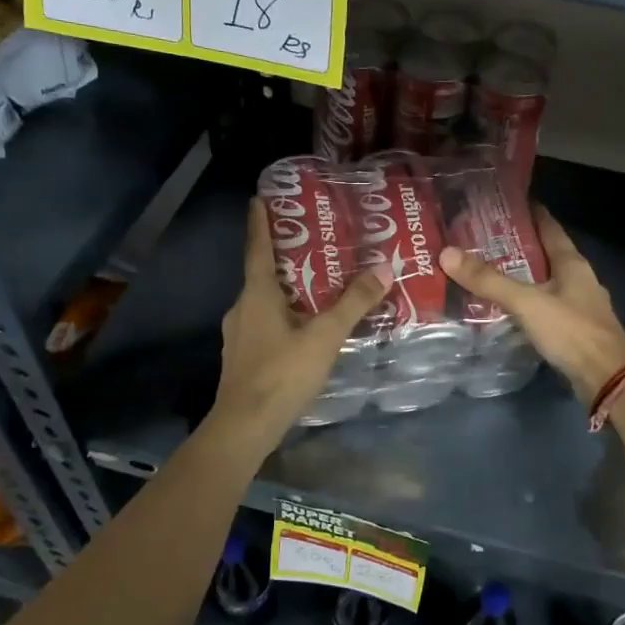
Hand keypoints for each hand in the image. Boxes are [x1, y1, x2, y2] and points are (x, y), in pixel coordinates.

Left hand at [210, 199, 391, 451]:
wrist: (245, 427)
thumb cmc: (281, 373)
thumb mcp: (324, 336)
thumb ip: (353, 304)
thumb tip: (384, 268)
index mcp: (257, 295)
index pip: (257, 248)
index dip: (259, 222)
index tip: (258, 198)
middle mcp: (242, 308)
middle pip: (262, 274)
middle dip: (283, 256)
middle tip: (311, 242)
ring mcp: (240, 335)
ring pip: (264, 301)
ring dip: (285, 289)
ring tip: (316, 284)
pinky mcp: (244, 357)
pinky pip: (265, 324)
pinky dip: (283, 315)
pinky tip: (304, 327)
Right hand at [440, 205, 624, 403]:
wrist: (607, 378)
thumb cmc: (571, 331)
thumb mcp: (527, 302)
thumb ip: (489, 280)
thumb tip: (447, 253)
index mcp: (572, 263)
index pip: (549, 227)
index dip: (529, 212)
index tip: (503, 203)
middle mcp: (577, 278)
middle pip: (545, 253)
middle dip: (517, 245)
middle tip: (481, 238)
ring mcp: (578, 305)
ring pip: (544, 281)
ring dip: (520, 275)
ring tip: (487, 270)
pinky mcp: (573, 329)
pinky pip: (544, 306)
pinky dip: (525, 302)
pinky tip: (506, 307)